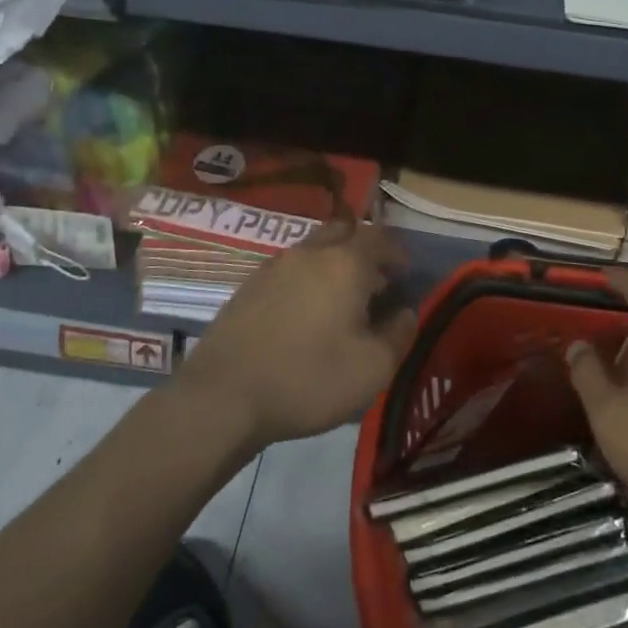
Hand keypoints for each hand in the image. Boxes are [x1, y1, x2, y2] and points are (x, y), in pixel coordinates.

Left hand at [175, 221, 414, 450]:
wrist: (223, 396)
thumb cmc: (308, 379)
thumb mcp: (372, 368)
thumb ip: (399, 334)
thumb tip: (405, 312)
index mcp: (345, 263)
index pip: (380, 238)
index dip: (397, 253)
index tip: (404, 275)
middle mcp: (310, 252)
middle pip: (344, 231)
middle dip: (364, 249)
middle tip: (373, 282)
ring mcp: (274, 265)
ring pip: (314, 248)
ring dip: (333, 263)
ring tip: (340, 302)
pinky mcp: (249, 285)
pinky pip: (289, 268)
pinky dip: (306, 279)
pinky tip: (304, 314)